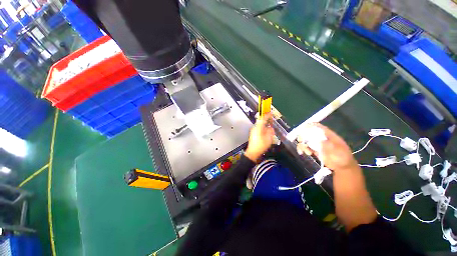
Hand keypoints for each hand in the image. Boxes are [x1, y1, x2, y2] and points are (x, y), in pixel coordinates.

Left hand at [245, 113, 274, 161]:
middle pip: (261, 122)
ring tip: (270, 126)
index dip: (267, 115)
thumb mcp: (269, 139)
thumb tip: (271, 128)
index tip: (271, 113)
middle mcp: (255, 128)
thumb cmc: (261, 146)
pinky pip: (259, 129)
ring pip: (260, 125)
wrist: (253, 152)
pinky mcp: (253, 134)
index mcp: (258, 128)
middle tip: (271, 120)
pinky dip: (263, 128)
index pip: (263, 119)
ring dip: (265, 125)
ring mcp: (253, 131)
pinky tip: (266, 132)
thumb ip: (270, 132)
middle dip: (266, 120)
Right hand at [297, 123, 357, 171]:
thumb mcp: (338, 150)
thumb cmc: (343, 157)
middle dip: (303, 136)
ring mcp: (316, 144)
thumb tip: (319, 141)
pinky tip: (302, 153)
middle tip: (302, 141)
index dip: (310, 125)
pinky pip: (304, 147)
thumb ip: (329, 145)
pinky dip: (301, 148)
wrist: (342, 167)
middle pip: (308, 132)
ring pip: (304, 140)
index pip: (317, 126)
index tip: (303, 129)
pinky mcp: (313, 150)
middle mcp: (320, 137)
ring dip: (303, 145)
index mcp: (327, 134)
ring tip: (308, 152)